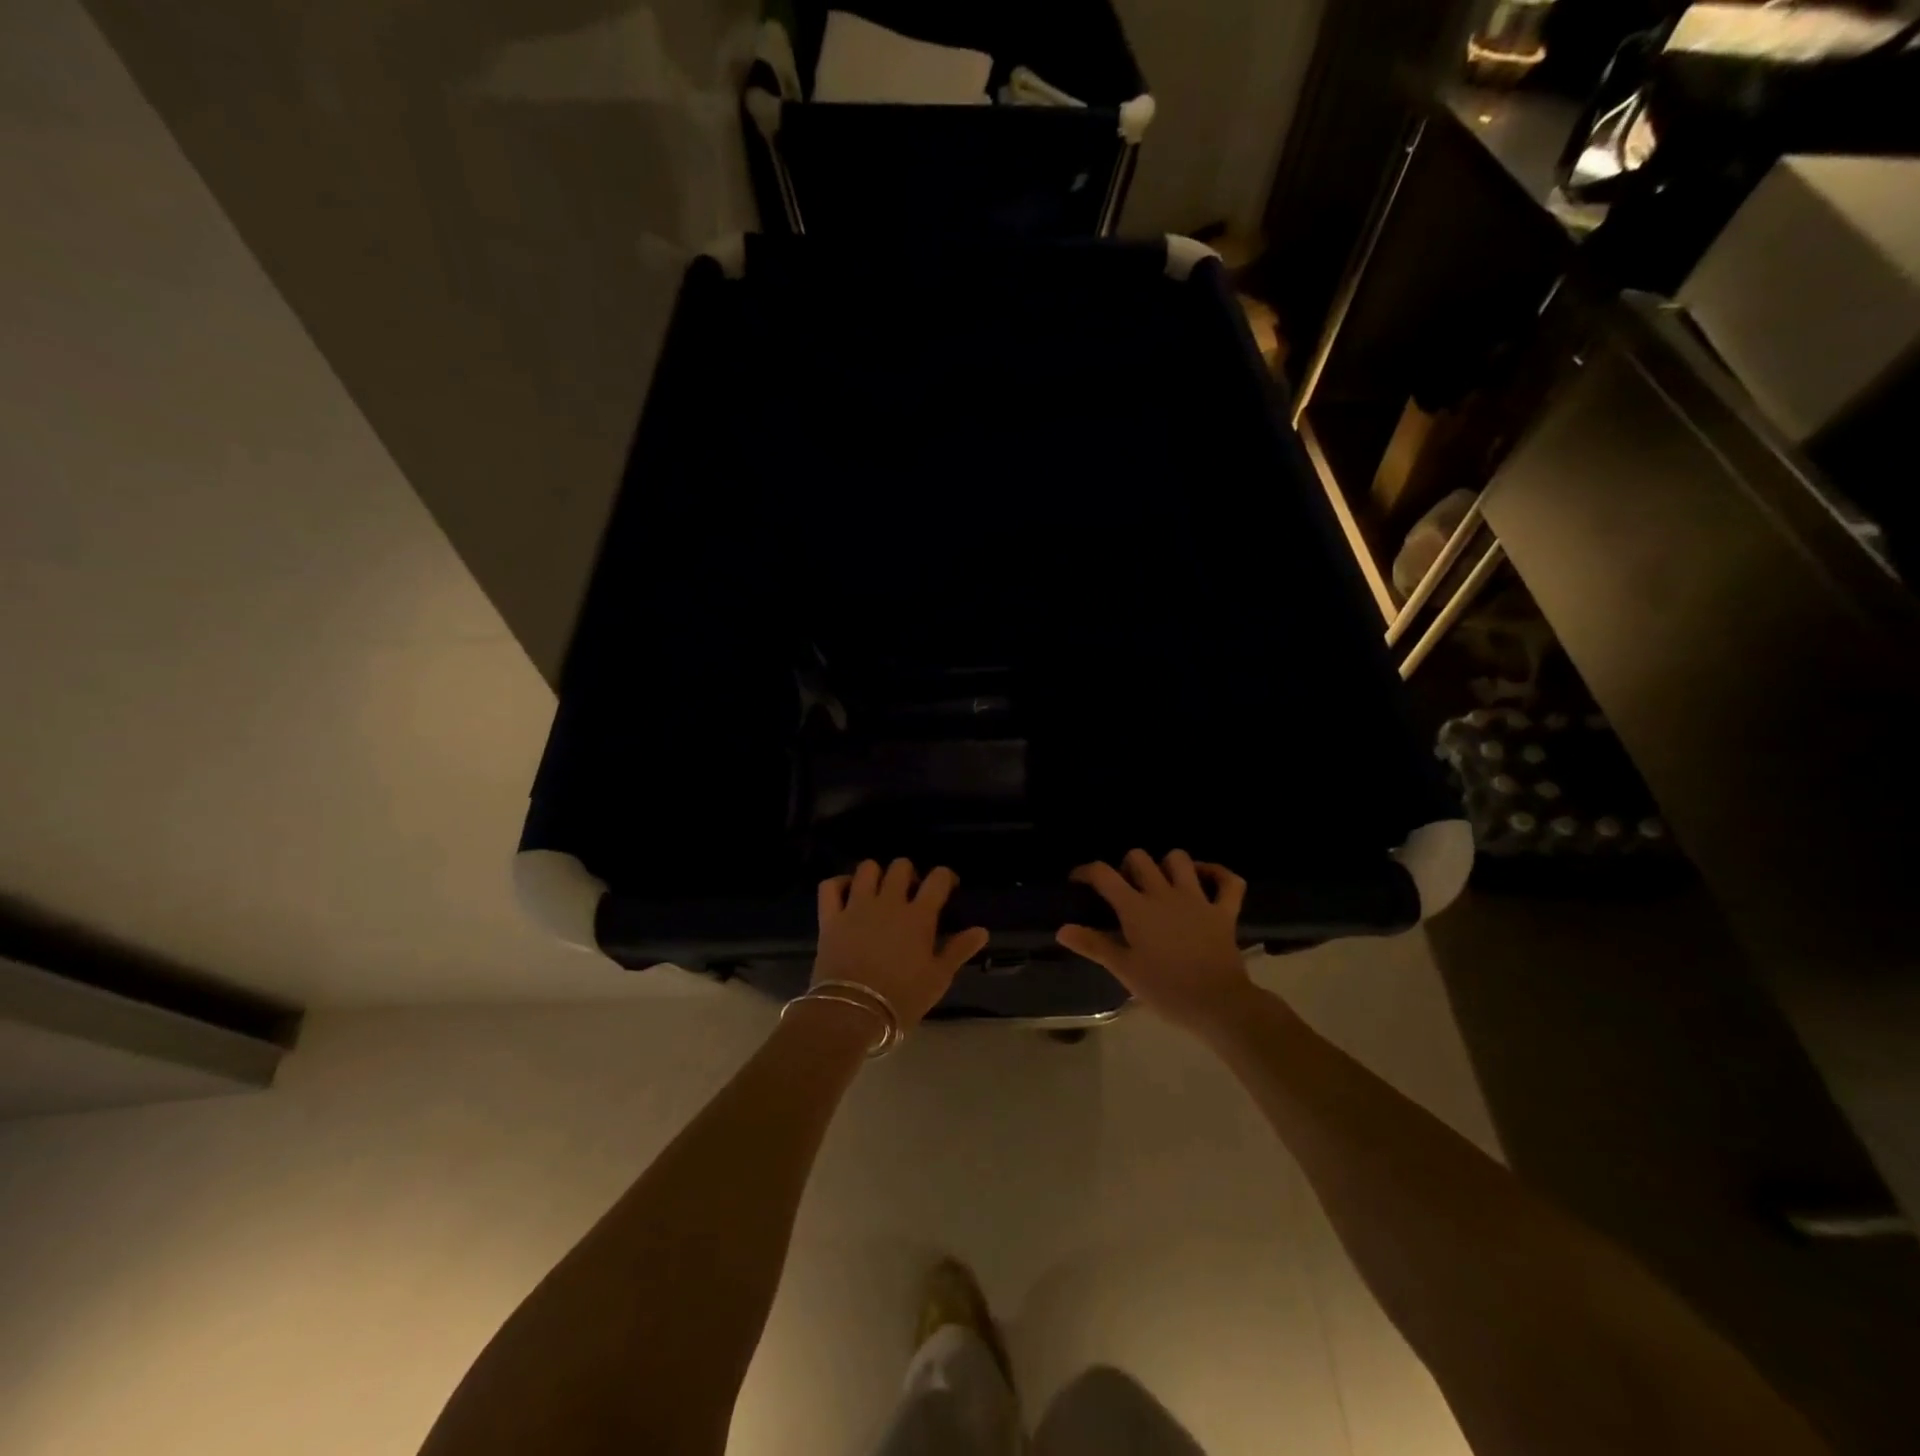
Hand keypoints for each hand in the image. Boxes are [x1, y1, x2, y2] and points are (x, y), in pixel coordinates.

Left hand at [814, 860, 989, 1028]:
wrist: (852, 1012)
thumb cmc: (902, 998)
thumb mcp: (938, 979)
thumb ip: (959, 950)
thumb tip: (982, 930)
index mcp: (919, 916)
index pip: (937, 879)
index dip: (945, 876)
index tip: (947, 886)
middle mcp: (889, 902)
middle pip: (901, 867)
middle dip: (909, 873)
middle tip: (911, 892)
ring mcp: (857, 907)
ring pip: (866, 869)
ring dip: (876, 874)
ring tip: (879, 890)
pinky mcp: (830, 917)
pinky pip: (830, 886)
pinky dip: (838, 883)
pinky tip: (846, 892)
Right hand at [1057, 849, 1253, 1031]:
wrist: (1218, 1005)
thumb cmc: (1165, 989)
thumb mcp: (1124, 970)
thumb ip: (1093, 945)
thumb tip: (1062, 930)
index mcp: (1136, 908)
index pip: (1103, 874)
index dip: (1086, 872)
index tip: (1078, 881)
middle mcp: (1164, 894)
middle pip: (1139, 858)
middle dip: (1127, 866)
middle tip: (1124, 888)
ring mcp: (1198, 899)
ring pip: (1179, 859)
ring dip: (1167, 865)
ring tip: (1160, 882)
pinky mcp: (1224, 911)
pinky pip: (1228, 881)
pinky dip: (1217, 874)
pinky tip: (1204, 879)